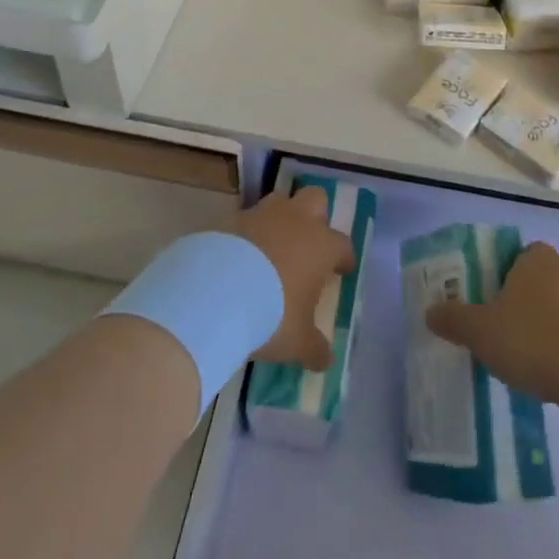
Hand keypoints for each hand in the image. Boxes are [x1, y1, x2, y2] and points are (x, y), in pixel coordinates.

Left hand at [235, 186, 355, 370]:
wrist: (215, 294)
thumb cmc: (271, 315)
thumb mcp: (297, 341)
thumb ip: (314, 348)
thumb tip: (325, 359)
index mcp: (321, 245)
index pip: (342, 244)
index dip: (343, 257)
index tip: (341, 270)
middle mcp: (295, 221)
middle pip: (315, 199)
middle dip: (315, 216)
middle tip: (308, 242)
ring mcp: (261, 215)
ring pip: (278, 201)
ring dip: (279, 219)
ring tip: (270, 246)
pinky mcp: (229, 218)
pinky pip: (244, 219)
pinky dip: (245, 233)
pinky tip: (237, 256)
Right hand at [426, 242, 558, 402]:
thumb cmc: (531, 338)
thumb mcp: (480, 331)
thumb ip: (454, 319)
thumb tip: (430, 312)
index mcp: (536, 258)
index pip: (518, 255)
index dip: (503, 275)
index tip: (491, 301)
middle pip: (539, 280)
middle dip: (524, 302)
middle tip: (504, 330)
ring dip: (547, 324)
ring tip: (528, 357)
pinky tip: (553, 371)